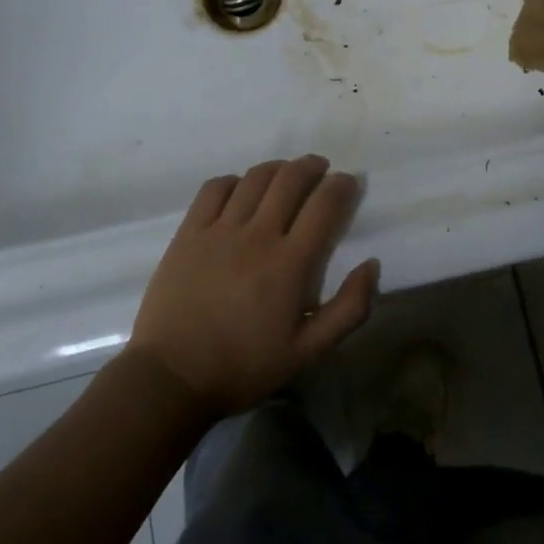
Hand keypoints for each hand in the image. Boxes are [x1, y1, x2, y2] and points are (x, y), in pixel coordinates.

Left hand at [130, 156, 377, 416]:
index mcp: (290, 262)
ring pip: (254, 178)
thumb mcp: (308, 351)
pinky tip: (240, 189)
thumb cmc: (245, 366)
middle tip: (320, 169)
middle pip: (290, 179)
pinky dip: (234, 181)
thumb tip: (371, 265)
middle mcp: (257, 235)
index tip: (348, 182)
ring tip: (286, 173)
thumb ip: (349, 309)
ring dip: (277, 168)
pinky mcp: (189, 233)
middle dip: (312, 167)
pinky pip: (214, 189)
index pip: (324, 205)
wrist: (172, 377)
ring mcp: (219, 230)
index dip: (341, 186)